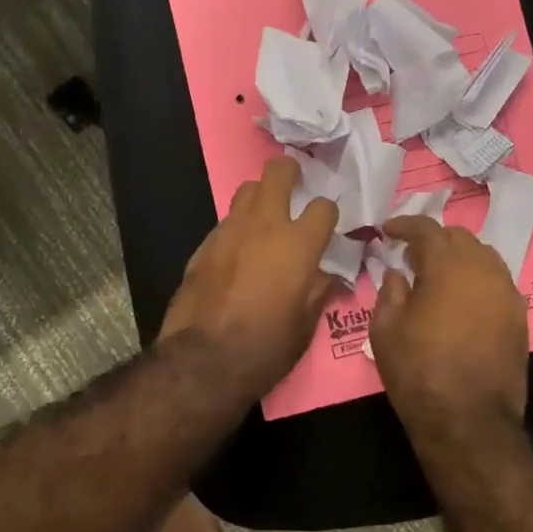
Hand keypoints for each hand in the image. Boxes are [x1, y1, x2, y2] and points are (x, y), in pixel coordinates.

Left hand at [159, 158, 340, 402]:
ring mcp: (230, 230)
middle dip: (290, 171)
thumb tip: (327, 276)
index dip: (328, 214)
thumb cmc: (266, 347)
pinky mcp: (204, 244)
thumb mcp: (305, 325)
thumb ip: (318, 291)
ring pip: (247, 189)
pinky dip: (238, 226)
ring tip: (265, 216)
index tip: (327, 227)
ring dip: (260, 196)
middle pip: (278, 172)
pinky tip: (238, 249)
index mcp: (298, 244)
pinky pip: (226, 220)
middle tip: (295, 184)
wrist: (204, 359)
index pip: (324, 207)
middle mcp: (264, 225)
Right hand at [371, 215, 528, 428]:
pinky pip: (497, 282)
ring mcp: (507, 293)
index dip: (405, 225)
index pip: (427, 229)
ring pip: (484, 256)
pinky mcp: (520, 317)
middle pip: (460, 237)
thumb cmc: (418, 371)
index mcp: (448, 266)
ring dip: (459, 257)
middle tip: (411, 255)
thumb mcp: (385, 329)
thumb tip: (398, 274)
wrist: (468, 420)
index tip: (387, 230)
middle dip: (434, 239)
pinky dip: (477, 279)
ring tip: (437, 275)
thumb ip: (390, 291)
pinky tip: (461, 299)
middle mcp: (484, 270)